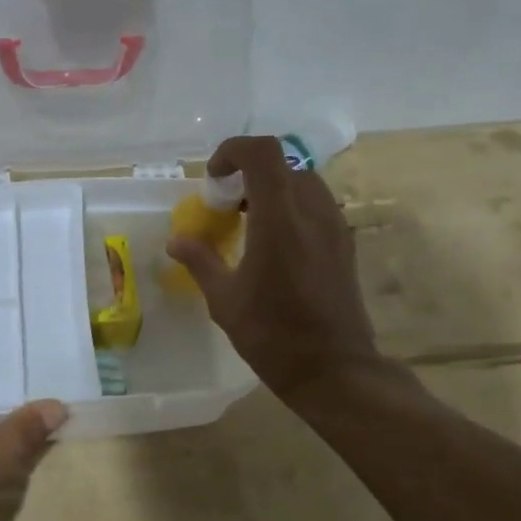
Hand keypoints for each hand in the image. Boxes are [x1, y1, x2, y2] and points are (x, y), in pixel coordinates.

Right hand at [166, 135, 382, 398]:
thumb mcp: (224, 300)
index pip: (263, 152)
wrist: (334, 370)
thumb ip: (201, 260)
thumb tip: (176, 240)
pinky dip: (291, 207)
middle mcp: (312, 211)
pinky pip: (316, 205)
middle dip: (249, 173)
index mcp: (279, 219)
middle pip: (282, 164)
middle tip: (226, 204)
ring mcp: (334, 226)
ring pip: (303, 181)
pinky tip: (273, 244)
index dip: (233, 151)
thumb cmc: (273, 335)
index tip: (213, 179)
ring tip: (248, 222)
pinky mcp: (344, 243)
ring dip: (272, 189)